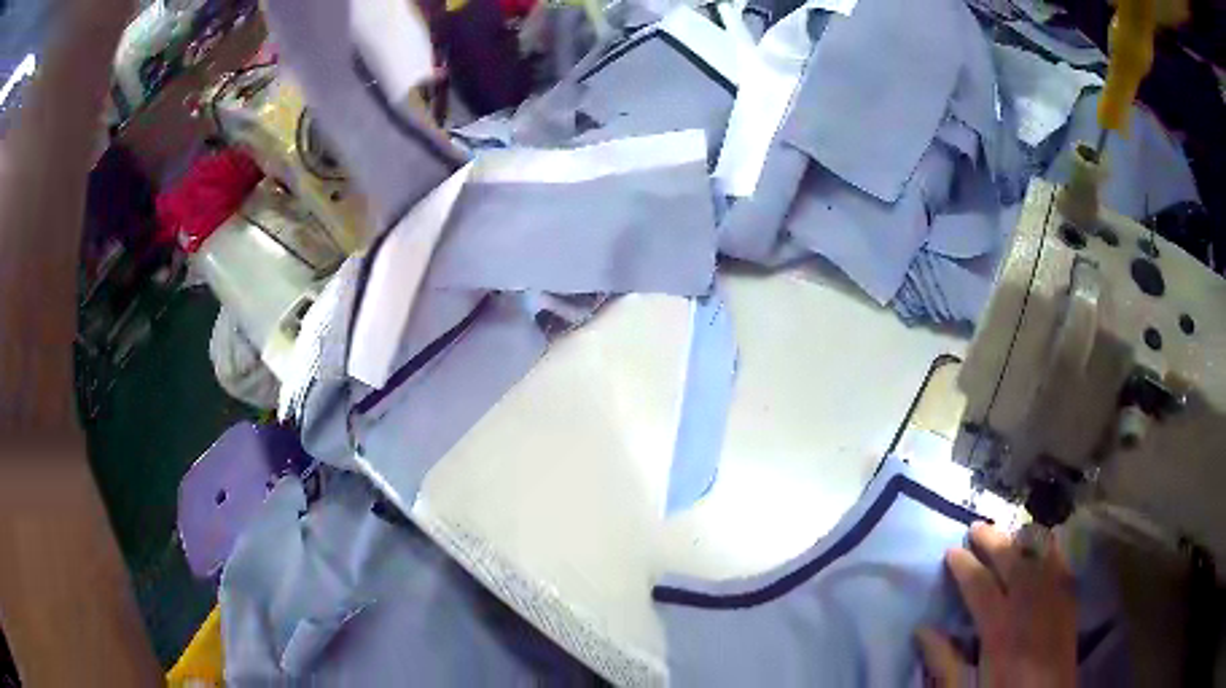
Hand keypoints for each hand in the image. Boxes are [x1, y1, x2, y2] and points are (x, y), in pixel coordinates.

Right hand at [917, 522, 1076, 687]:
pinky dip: (1051, 548)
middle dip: (993, 540)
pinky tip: (1045, 544)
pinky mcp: (1070, 601)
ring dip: (1022, 539)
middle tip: (976, 526)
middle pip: (1012, 561)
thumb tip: (922, 629)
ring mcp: (1055, 598)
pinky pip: (1062, 563)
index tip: (951, 551)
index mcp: (1001, 628)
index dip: (964, 566)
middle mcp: (1031, 604)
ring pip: (1040, 554)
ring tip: (1009, 532)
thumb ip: (945, 661)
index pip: (980, 586)